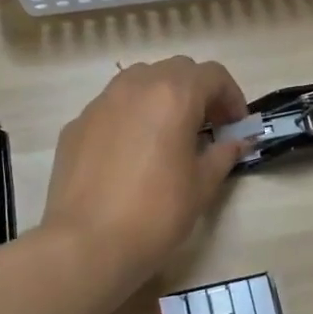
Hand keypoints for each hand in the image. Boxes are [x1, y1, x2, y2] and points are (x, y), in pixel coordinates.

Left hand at [42, 57, 251, 287]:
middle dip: (197, 92)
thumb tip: (236, 142)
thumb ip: (223, 155)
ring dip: (161, 98)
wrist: (87, 243)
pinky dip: (130, 118)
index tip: (236, 126)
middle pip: (175, 70)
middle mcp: (135, 87)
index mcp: (173, 95)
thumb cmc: (156, 213)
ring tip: (168, 135)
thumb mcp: (202, 186)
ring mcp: (100, 103)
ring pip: (139, 82)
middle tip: (207, 128)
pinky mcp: (76, 124)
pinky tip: (131, 155)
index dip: (232, 97)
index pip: (213, 75)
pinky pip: (112, 108)